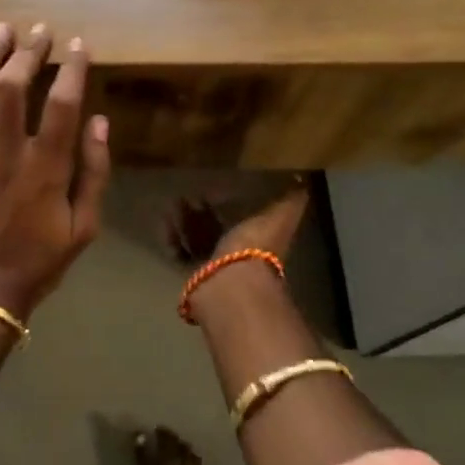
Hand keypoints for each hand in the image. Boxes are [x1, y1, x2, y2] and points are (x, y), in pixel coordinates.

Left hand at [0, 23, 110, 320]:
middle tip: (39, 30)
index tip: (78, 45)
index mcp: (45, 170)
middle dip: (27, 52)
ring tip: (1, 32)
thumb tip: (100, 121)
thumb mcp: (84, 227)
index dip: (71, 68)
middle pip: (12, 89)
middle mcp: (6, 155)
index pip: (61, 104)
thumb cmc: (39, 261)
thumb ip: (94, 171)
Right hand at [168, 179, 310, 265]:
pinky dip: (171, 238)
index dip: (230, 201)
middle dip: (202, 210)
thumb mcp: (280, 216)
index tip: (214, 183)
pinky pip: (180, 252)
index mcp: (258, 236)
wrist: (232, 284)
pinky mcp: (193, 273)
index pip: (243, 215)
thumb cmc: (256, 246)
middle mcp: (236, 252)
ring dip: (185, 221)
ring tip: (171, 202)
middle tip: (187, 192)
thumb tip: (302, 180)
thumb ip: (290, 200)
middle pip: (217, 227)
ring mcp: (214, 265)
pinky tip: (163, 221)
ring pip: (197, 238)